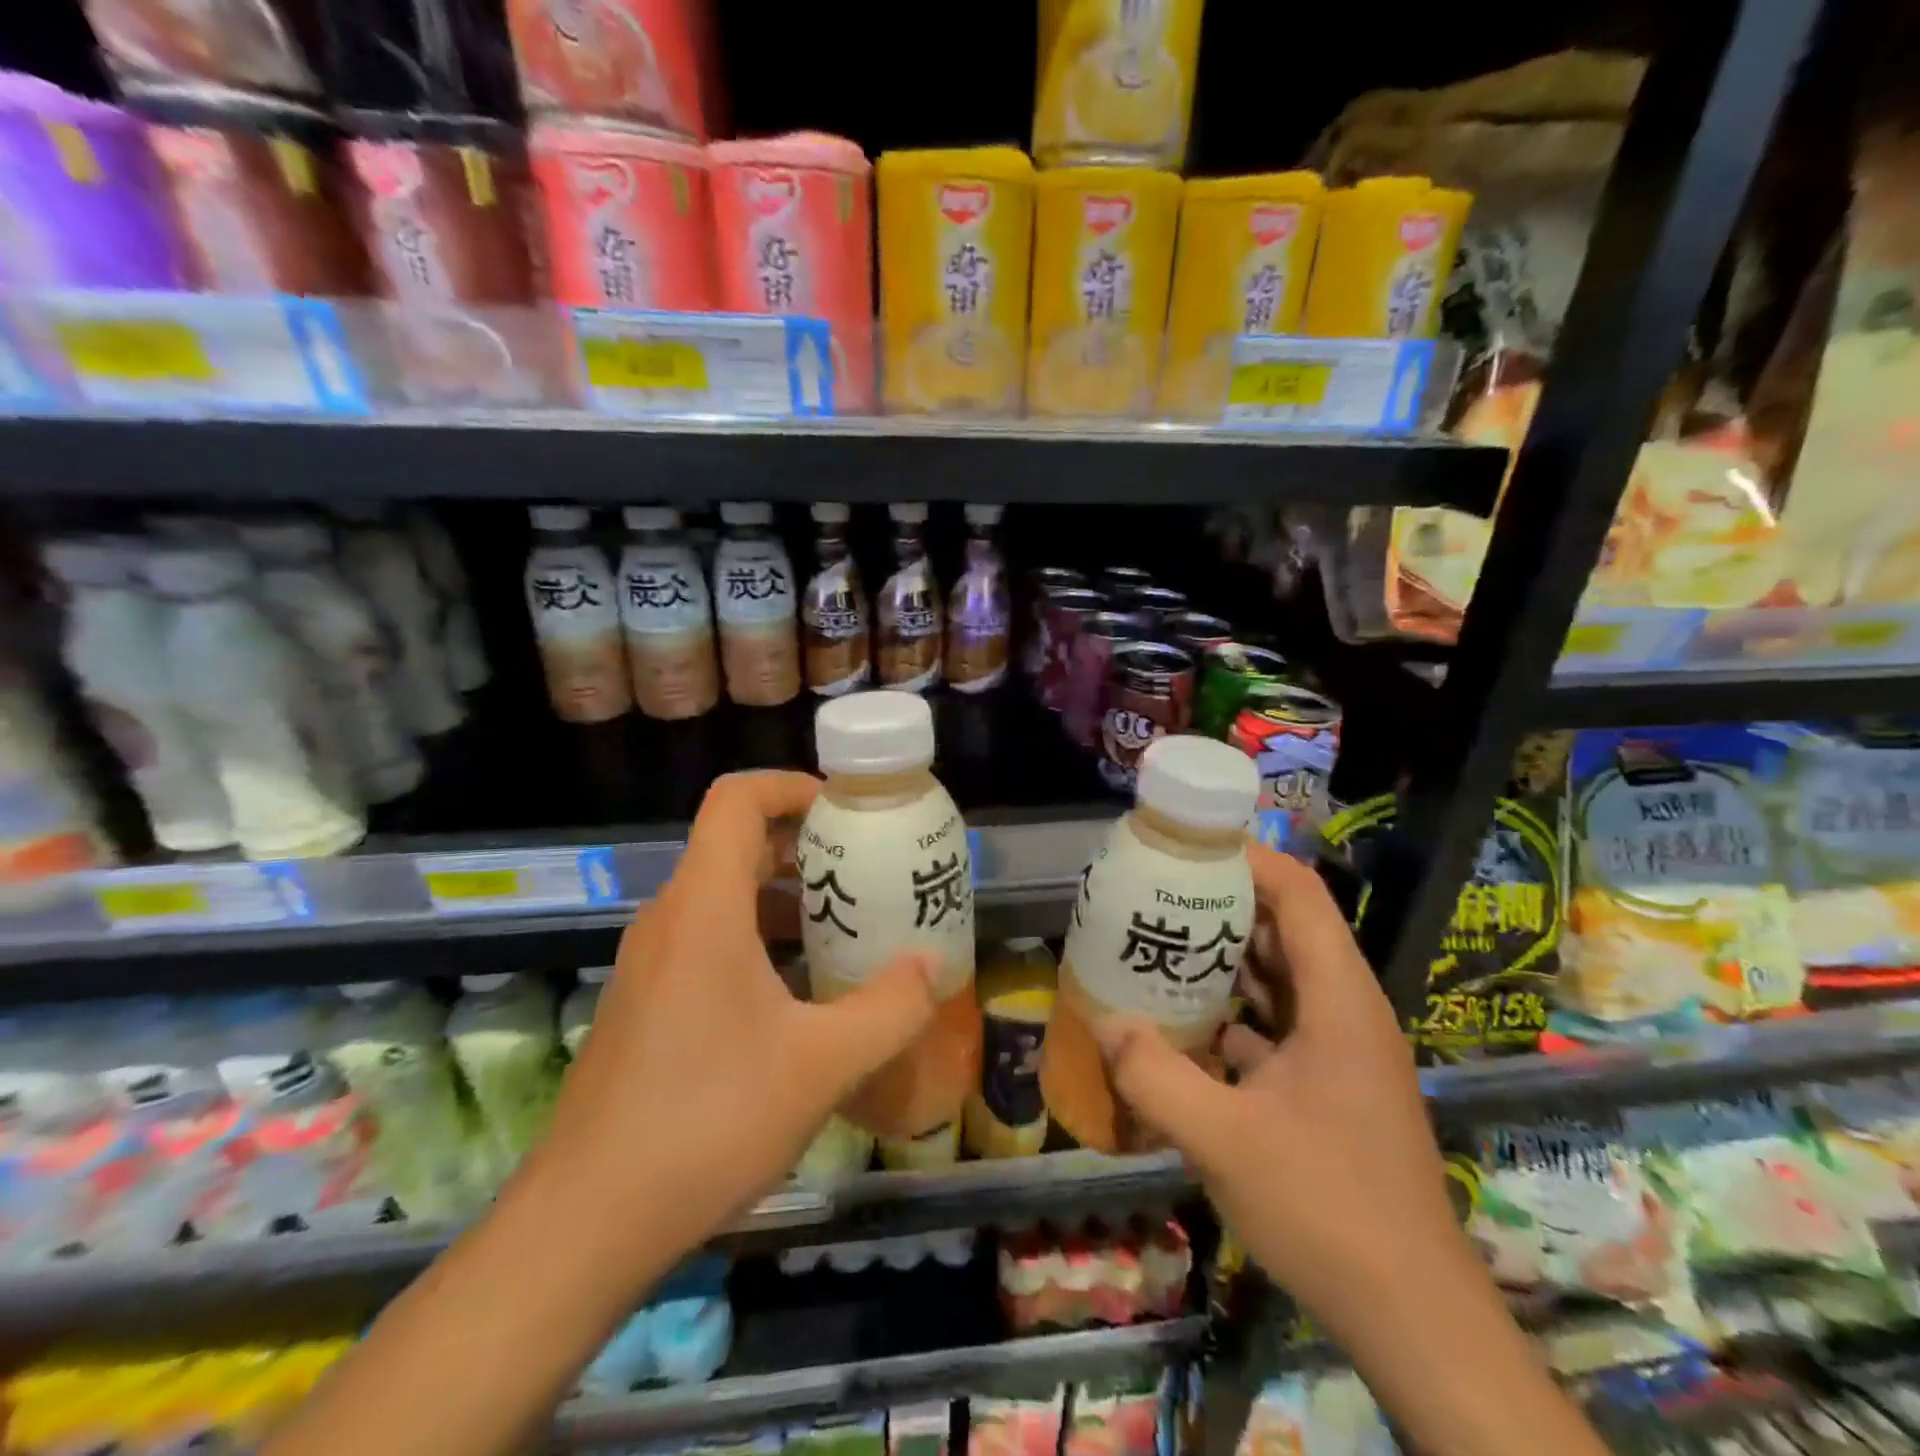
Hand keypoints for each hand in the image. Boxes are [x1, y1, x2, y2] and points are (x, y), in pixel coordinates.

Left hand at [535, 771, 938, 1274]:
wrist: (586, 1222)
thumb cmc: (706, 1121)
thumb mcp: (820, 1064)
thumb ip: (890, 1008)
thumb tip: (934, 966)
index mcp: (703, 907)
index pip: (736, 799)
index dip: (792, 786)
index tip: (848, 812)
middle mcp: (670, 918)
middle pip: (736, 843)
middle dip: (806, 848)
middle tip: (867, 874)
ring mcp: (651, 961)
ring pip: (724, 895)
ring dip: (786, 899)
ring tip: (846, 931)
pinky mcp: (647, 1001)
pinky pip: (709, 939)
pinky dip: (760, 940)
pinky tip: (801, 995)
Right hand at [1095, 842, 1470, 1342]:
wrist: (1412, 1315)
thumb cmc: (1326, 1208)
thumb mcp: (1223, 1140)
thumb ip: (1155, 1075)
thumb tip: (1104, 1021)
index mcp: (1338, 1001)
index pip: (1300, 896)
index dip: (1249, 859)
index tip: (1189, 845)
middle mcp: (1347, 1011)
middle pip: (1288, 928)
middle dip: (1225, 903)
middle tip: (1159, 891)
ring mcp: (1342, 1050)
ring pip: (1283, 977)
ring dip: (1228, 957)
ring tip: (1163, 941)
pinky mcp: (1331, 1084)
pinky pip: (1280, 1022)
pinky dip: (1236, 1010)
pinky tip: (1186, 1022)